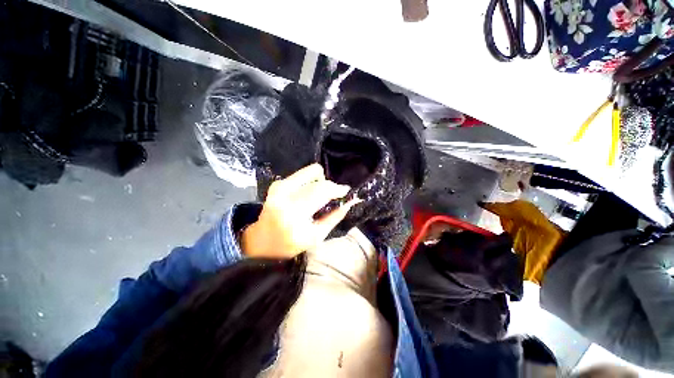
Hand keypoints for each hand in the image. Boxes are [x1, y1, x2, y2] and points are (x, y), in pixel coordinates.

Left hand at [242, 164, 359, 258]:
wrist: (262, 241)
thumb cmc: (289, 244)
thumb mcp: (316, 237)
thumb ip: (334, 217)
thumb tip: (349, 202)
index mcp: (295, 213)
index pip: (321, 191)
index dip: (337, 189)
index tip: (346, 191)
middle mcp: (285, 195)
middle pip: (318, 180)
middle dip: (330, 185)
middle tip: (334, 196)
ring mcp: (279, 187)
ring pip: (311, 172)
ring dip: (321, 181)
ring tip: (320, 195)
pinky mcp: (277, 183)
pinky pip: (302, 175)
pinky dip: (311, 181)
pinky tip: (309, 194)